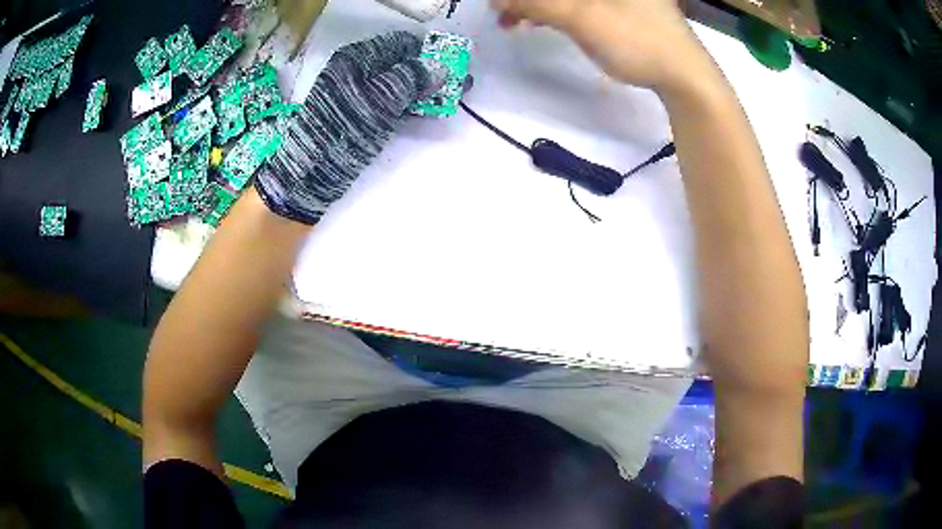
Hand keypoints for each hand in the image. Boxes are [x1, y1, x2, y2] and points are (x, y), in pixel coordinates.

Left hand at [255, 31, 438, 224]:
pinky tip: (431, 110)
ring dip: (426, 90)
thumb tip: (441, 67)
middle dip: (431, 72)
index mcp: (357, 58)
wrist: (311, 174)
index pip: (400, 44)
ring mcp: (360, 96)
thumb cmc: (344, 129)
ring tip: (452, 97)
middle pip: (401, 64)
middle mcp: (358, 71)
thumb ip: (411, 79)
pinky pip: (393, 104)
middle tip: (458, 82)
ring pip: (399, 85)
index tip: (451, 63)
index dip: (427, 51)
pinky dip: (413, 105)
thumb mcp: (379, 99)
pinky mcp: (363, 117)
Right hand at [491, 0, 711, 92]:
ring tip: (512, 21)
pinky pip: (576, 3)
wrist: (685, 77)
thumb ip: (536, 3)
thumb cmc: (638, 40)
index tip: (499, 5)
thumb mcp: (582, 18)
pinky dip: (554, 10)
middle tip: (501, 13)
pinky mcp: (618, 6)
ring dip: (536, 4)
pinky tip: (538, 20)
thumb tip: (496, 0)